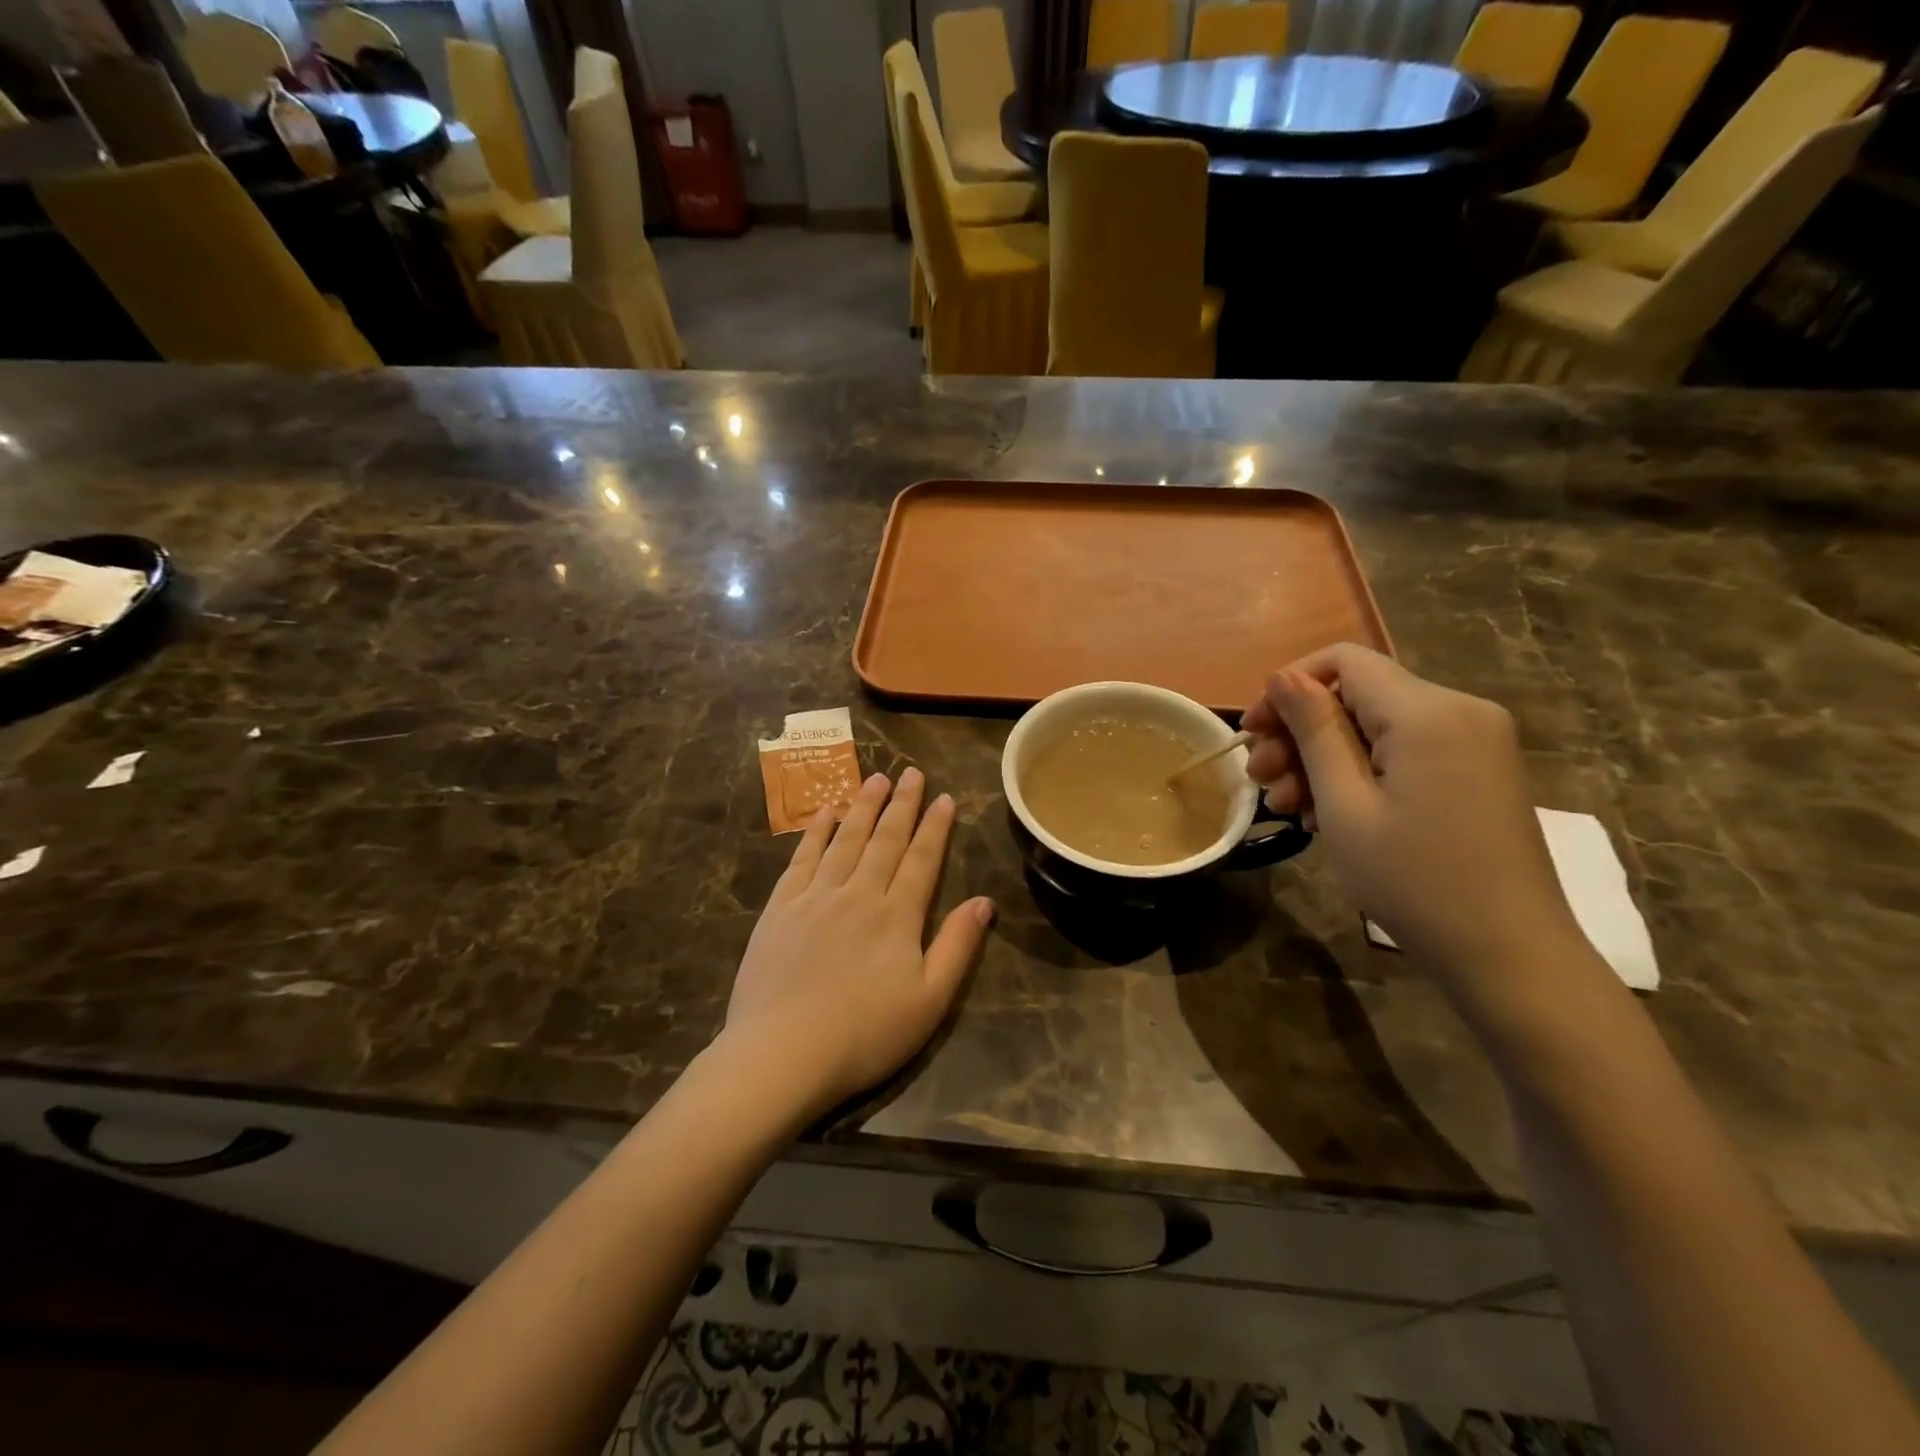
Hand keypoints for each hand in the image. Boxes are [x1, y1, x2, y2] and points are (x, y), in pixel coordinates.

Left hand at [719, 768, 993, 1121]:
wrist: (781, 1054)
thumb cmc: (864, 1035)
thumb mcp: (929, 1002)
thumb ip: (957, 947)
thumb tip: (983, 901)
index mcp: (896, 916)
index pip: (921, 859)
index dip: (934, 827)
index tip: (943, 797)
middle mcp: (858, 894)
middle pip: (884, 840)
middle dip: (901, 804)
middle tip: (909, 772)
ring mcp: (815, 898)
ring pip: (845, 840)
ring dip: (862, 807)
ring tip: (874, 779)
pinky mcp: (780, 909)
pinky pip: (802, 859)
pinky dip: (815, 832)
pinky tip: (824, 812)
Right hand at [1243, 644, 1587, 1006]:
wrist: (1509, 955)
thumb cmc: (1413, 880)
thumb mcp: (1344, 805)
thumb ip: (1314, 731)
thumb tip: (1283, 676)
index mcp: (1427, 712)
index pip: (1343, 661)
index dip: (1289, 687)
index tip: (1254, 732)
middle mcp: (1459, 710)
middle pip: (1358, 695)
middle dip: (1300, 732)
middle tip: (1262, 783)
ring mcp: (1476, 740)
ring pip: (1377, 726)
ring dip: (1324, 758)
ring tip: (1289, 808)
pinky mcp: (1479, 769)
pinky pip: (1405, 750)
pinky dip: (1361, 772)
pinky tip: (1329, 813)